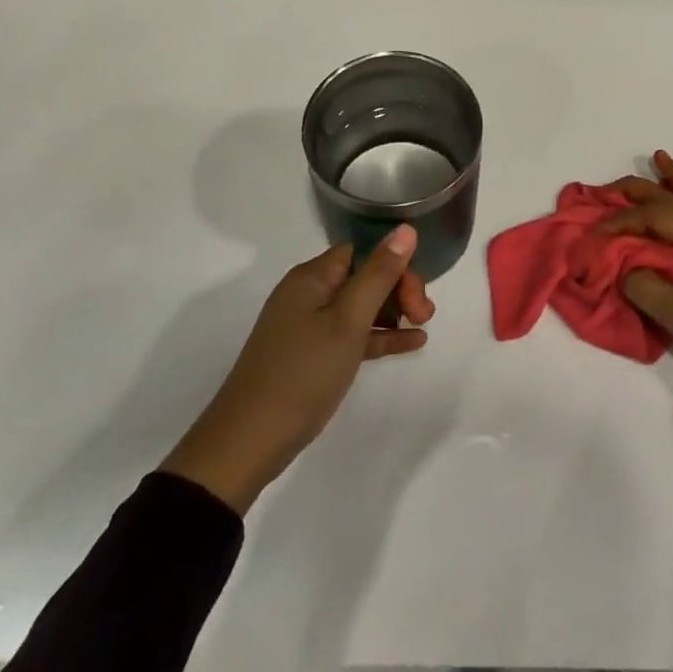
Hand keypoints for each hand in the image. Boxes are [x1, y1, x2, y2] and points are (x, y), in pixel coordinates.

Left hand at [161, 224, 434, 513]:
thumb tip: (405, 228)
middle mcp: (308, 294)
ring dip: (393, 312)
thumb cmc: (302, 373)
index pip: (363, 251)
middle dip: (398, 289)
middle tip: (424, 315)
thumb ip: (379, 274)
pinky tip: (412, 343)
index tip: (417, 294)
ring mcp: (308, 326)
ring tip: (423, 327)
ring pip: (360, 306)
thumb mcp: (347, 321)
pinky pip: (352, 335)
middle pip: (364, 276)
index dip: (395, 265)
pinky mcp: (311, 356)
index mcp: (312, 278)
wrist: (248, 443)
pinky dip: (379, 336)